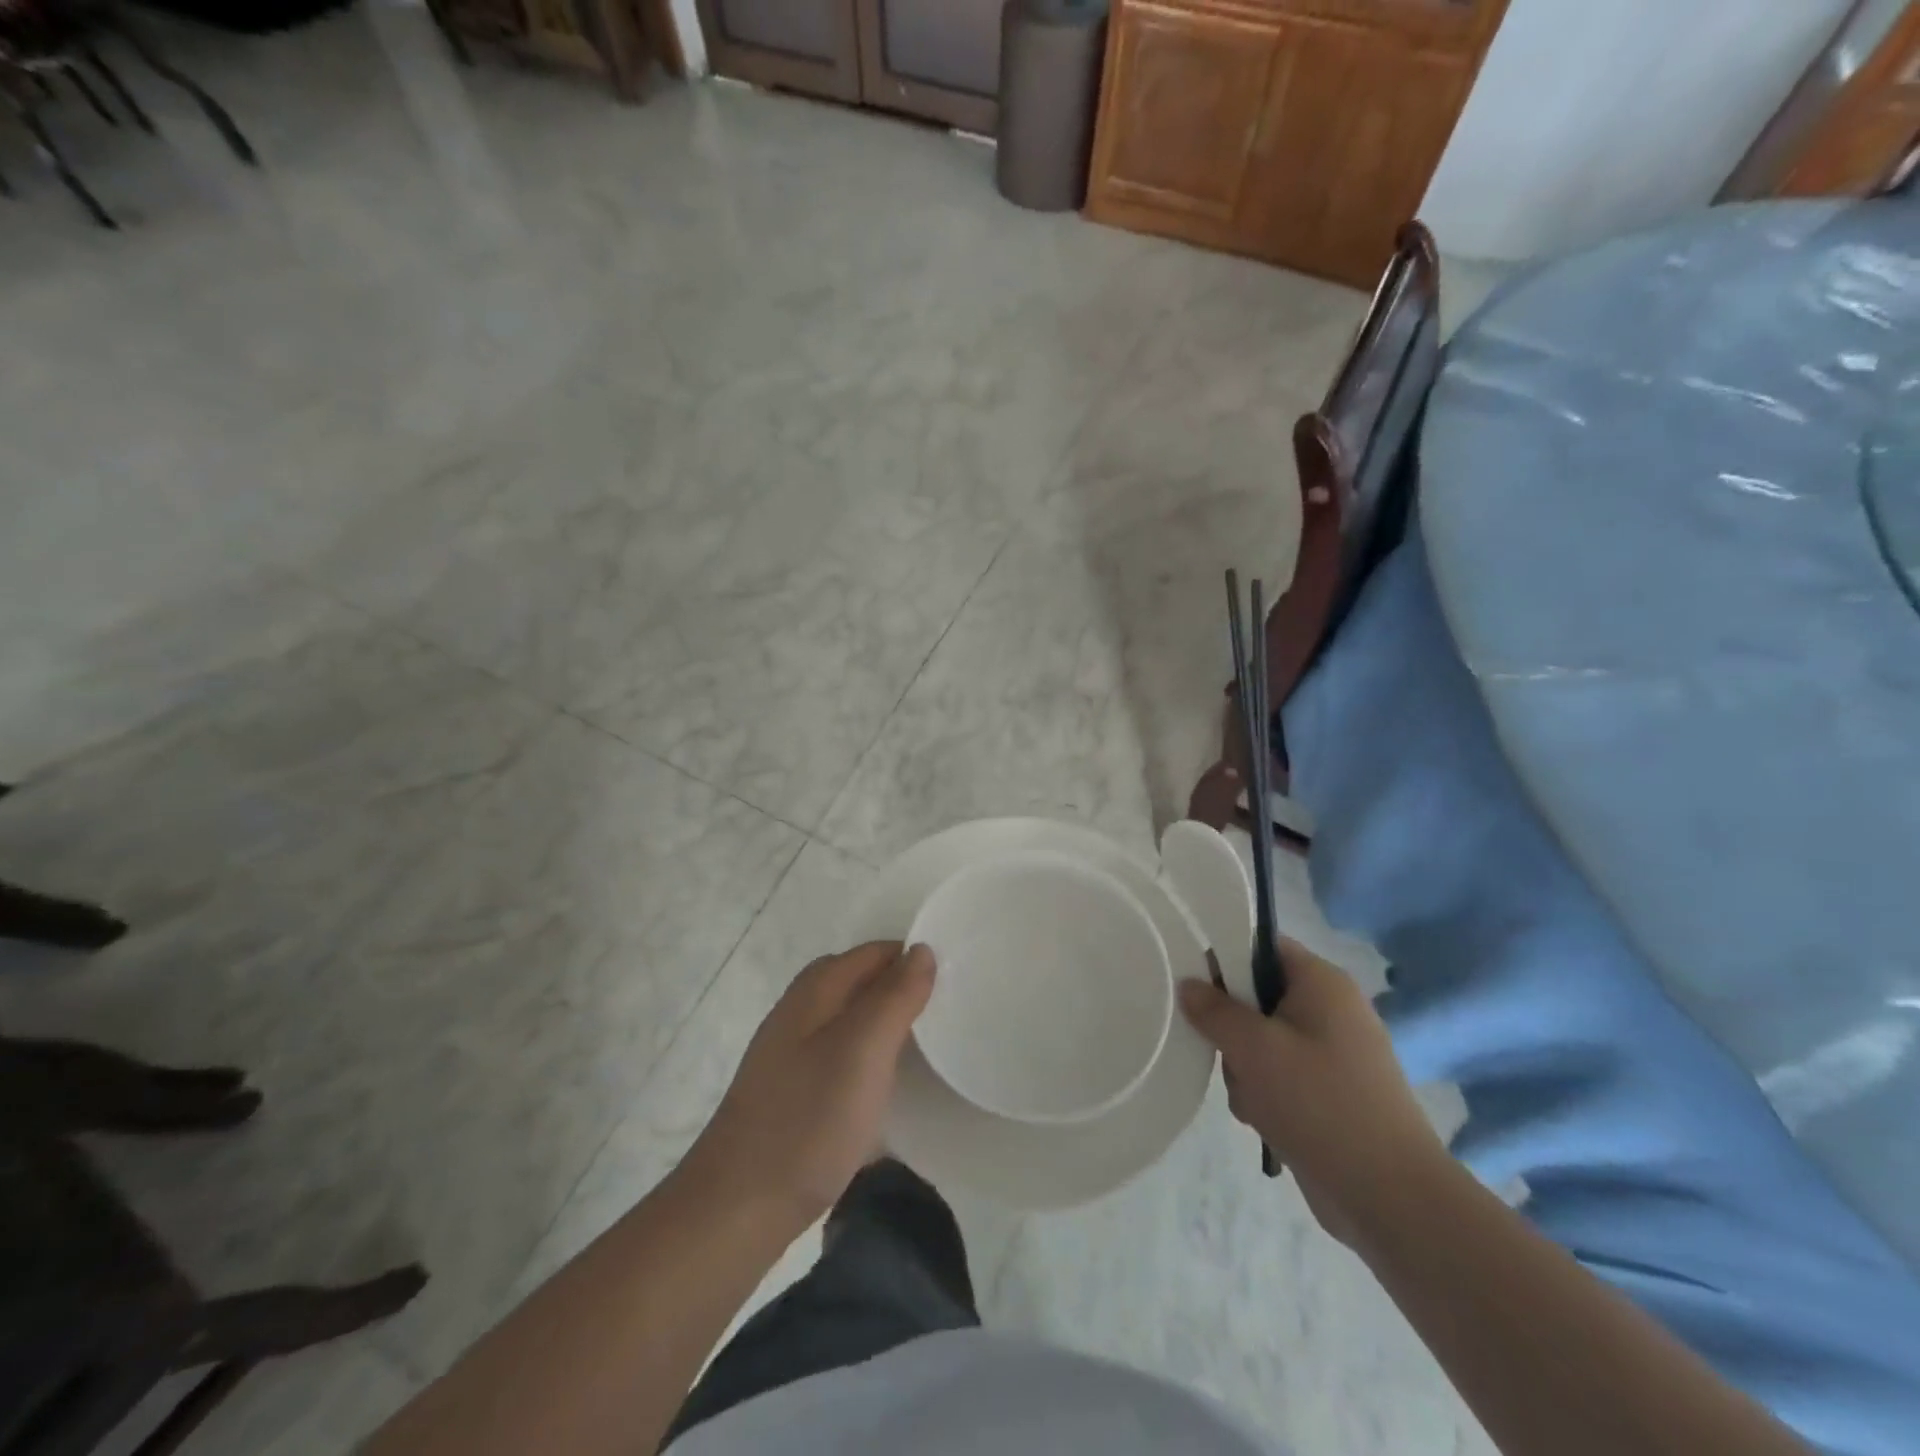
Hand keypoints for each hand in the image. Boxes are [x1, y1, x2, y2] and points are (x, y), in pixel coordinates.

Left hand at [686, 942, 934, 1229]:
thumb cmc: (808, 1119)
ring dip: (885, 1023)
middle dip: (901, 987)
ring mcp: (791, 1053)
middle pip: (859, 981)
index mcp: (815, 990)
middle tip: (946, 1011)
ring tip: (927, 1045)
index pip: (874, 953)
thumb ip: (894, 996)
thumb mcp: (863, 1050)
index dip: (912, 958)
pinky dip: (868, 1056)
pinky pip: (840, 1054)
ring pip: (850, 1019)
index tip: (955, 980)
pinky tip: (884, 1085)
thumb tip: (921, 949)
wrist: (738, 1207)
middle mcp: (800, 1011)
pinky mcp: (792, 1091)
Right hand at [1178, 937, 1444, 1243]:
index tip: (1193, 986)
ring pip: (1261, 1041)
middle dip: (1232, 1028)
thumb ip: (1213, 1009)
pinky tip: (1263, 1121)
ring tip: (1252, 1098)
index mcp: (1321, 982)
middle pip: (1256, 996)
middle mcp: (1330, 1010)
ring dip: (1244, 1068)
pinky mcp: (1330, 1094)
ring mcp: (1333, 1055)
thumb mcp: (1253, 1047)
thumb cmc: (1320, 1102)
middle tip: (1226, 1052)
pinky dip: (1264, 1094)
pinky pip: (1279, 1076)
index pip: (1261, 946)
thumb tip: (1189, 984)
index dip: (1223, 958)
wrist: (1390, 1197)